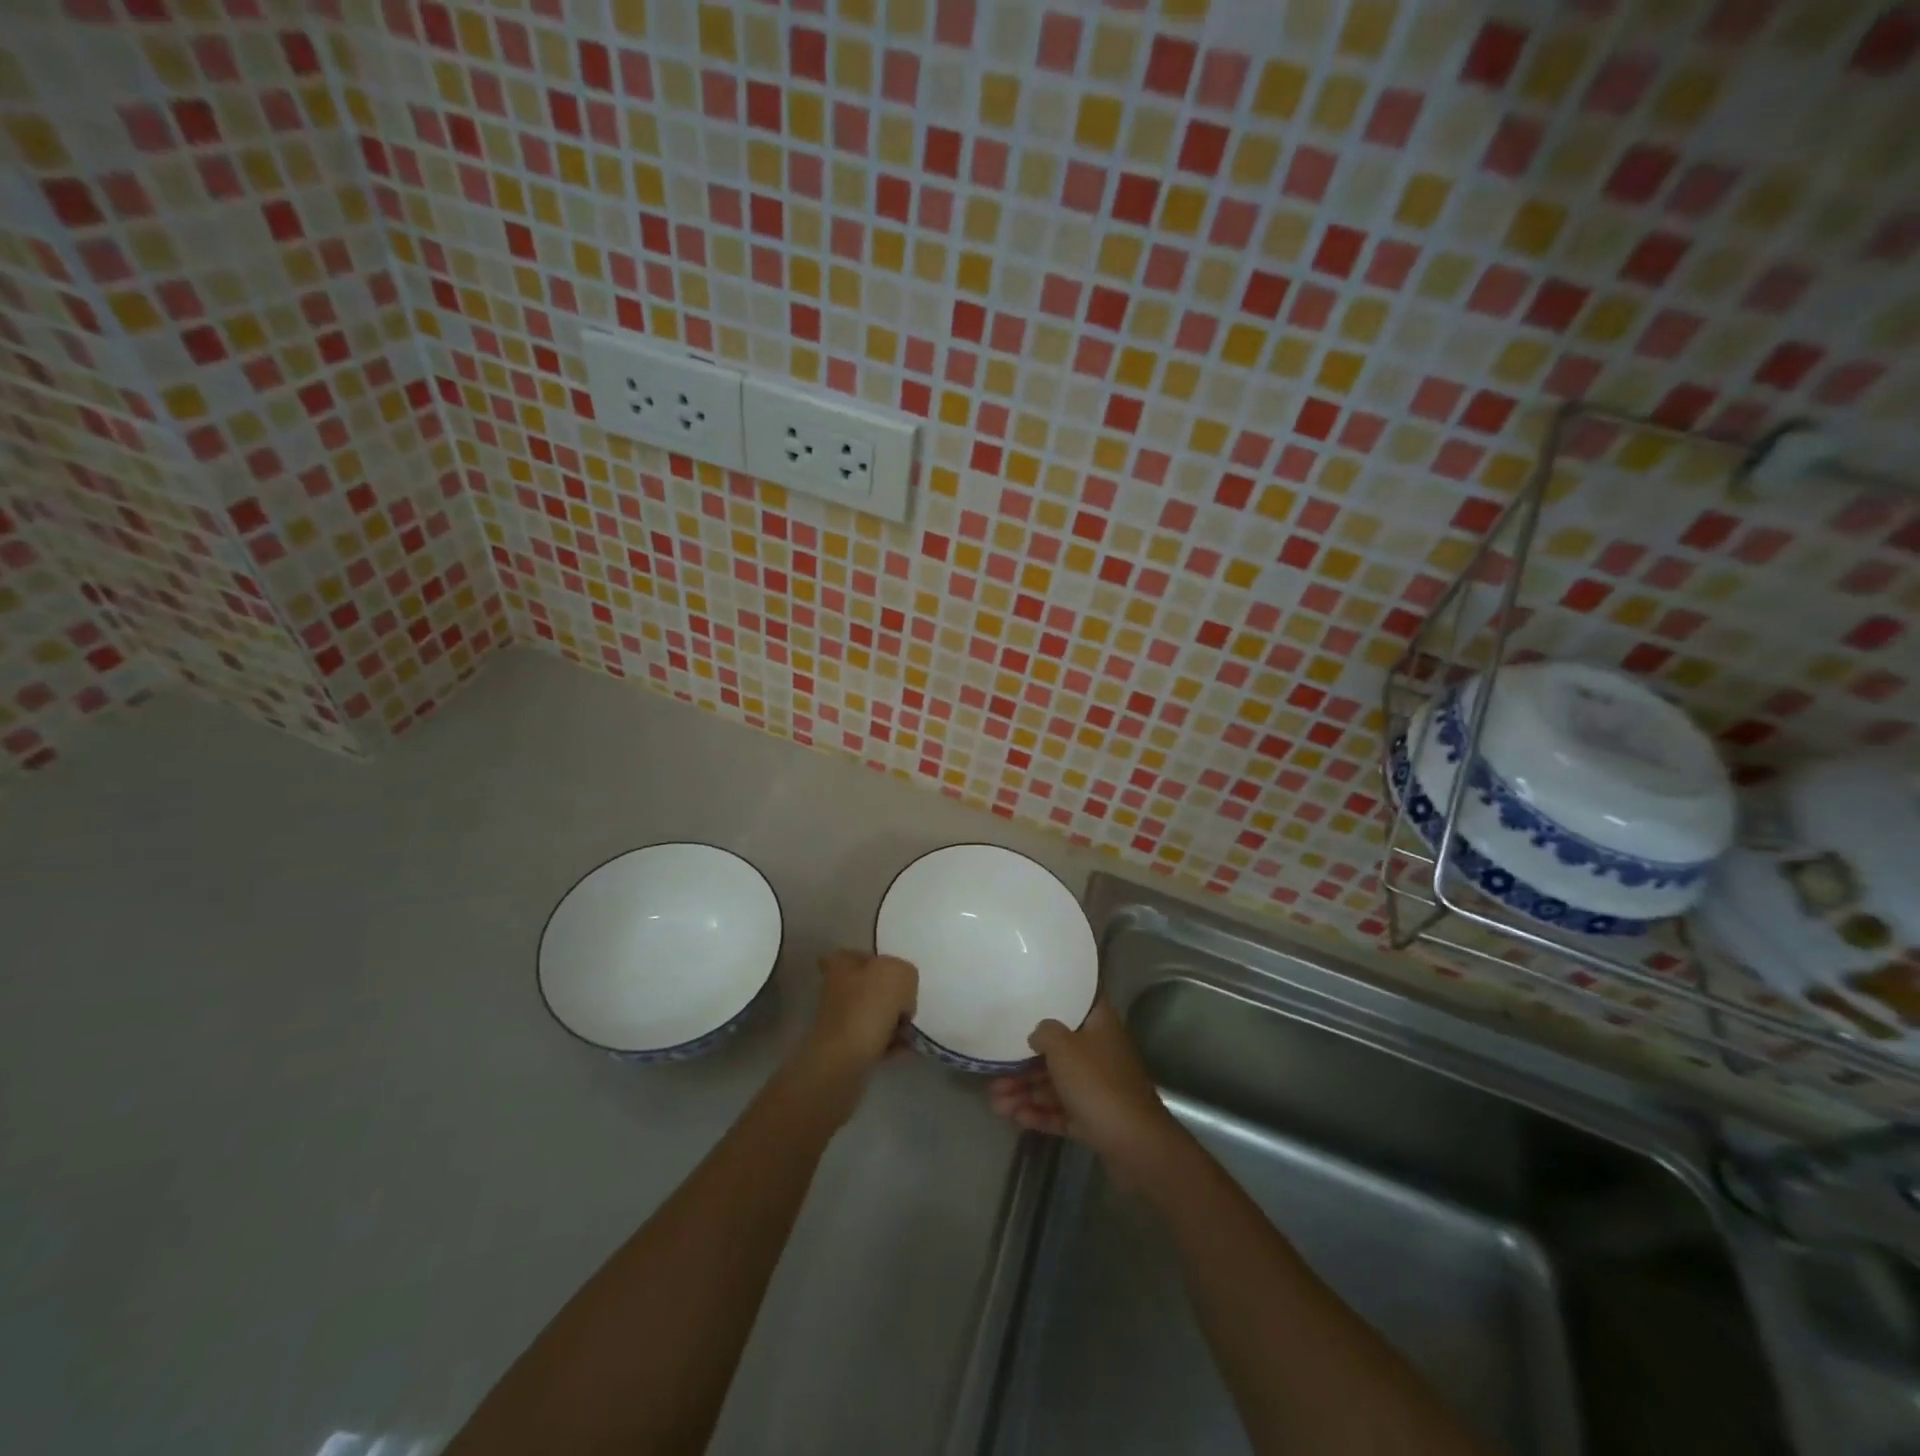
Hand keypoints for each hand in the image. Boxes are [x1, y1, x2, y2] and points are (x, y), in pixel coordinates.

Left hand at [799, 950, 916, 1080]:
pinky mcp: (845, 1049)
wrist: (843, 1061)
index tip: (896, 977)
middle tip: (908, 1008)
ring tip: (911, 1033)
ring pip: (875, 1016)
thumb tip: (902, 993)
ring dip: (895, 1023)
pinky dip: (892, 1045)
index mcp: (842, 964)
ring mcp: (840, 1020)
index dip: (879, 963)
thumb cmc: (868, 1007)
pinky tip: (907, 1050)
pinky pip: (876, 1041)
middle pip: (871, 987)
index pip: (860, 955)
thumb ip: (906, 973)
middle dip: (893, 999)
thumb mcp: (899, 973)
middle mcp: (836, 989)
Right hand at [988, 999, 1185, 1180]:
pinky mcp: (1093, 1118)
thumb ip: (1045, 1032)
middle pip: (1058, 1049)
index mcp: (1100, 1025)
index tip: (1033, 993)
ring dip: (1025, 1090)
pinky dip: (1038, 1112)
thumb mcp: (1064, 1048)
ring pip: (1056, 1083)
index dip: (1059, 994)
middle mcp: (1099, 1051)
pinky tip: (1014, 1118)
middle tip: (995, 1070)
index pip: (1082, 999)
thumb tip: (1038, 1033)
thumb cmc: (1097, 1084)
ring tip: (995, 1102)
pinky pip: (1060, 1110)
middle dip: (1025, 1060)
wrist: (1135, 1145)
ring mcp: (1097, 1087)